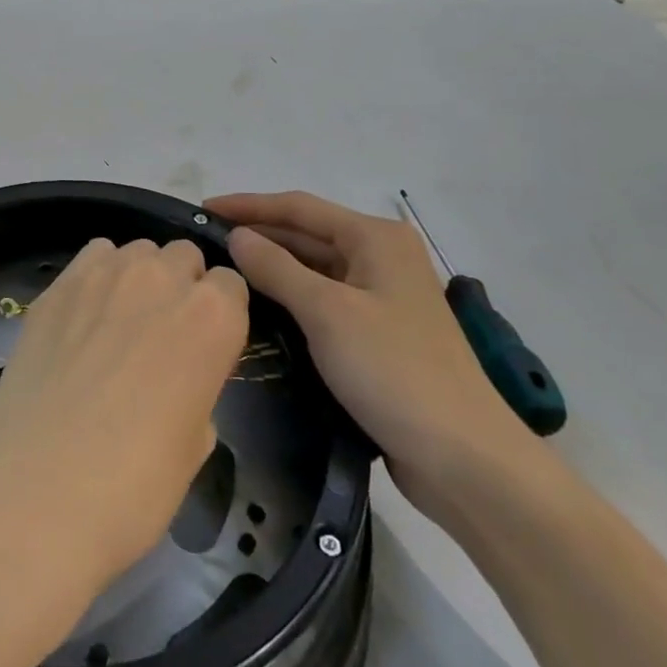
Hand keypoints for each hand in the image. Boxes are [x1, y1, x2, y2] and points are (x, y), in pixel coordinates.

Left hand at [0, 238, 249, 593]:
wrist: (35, 489)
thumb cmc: (133, 485)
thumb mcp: (195, 445)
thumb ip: (198, 387)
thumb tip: (178, 378)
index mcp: (213, 318)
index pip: (231, 285)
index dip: (220, 314)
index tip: (206, 344)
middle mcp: (163, 278)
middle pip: (184, 257)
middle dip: (181, 286)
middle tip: (161, 334)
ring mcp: (105, 273)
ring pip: (137, 251)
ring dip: (139, 276)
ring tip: (118, 322)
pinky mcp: (58, 282)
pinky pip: (92, 257)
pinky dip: (96, 275)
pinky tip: (82, 316)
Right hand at [207, 191, 530, 511]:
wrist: (465, 460)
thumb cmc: (395, 371)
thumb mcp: (327, 312)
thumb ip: (277, 268)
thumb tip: (237, 237)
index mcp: (376, 238)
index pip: (298, 207)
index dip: (247, 206)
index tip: (201, 210)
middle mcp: (381, 258)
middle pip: (307, 234)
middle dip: (258, 235)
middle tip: (205, 245)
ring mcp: (382, 298)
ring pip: (314, 270)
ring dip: (272, 268)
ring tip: (222, 273)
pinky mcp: (379, 335)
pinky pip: (324, 302)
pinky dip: (291, 299)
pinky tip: (259, 309)